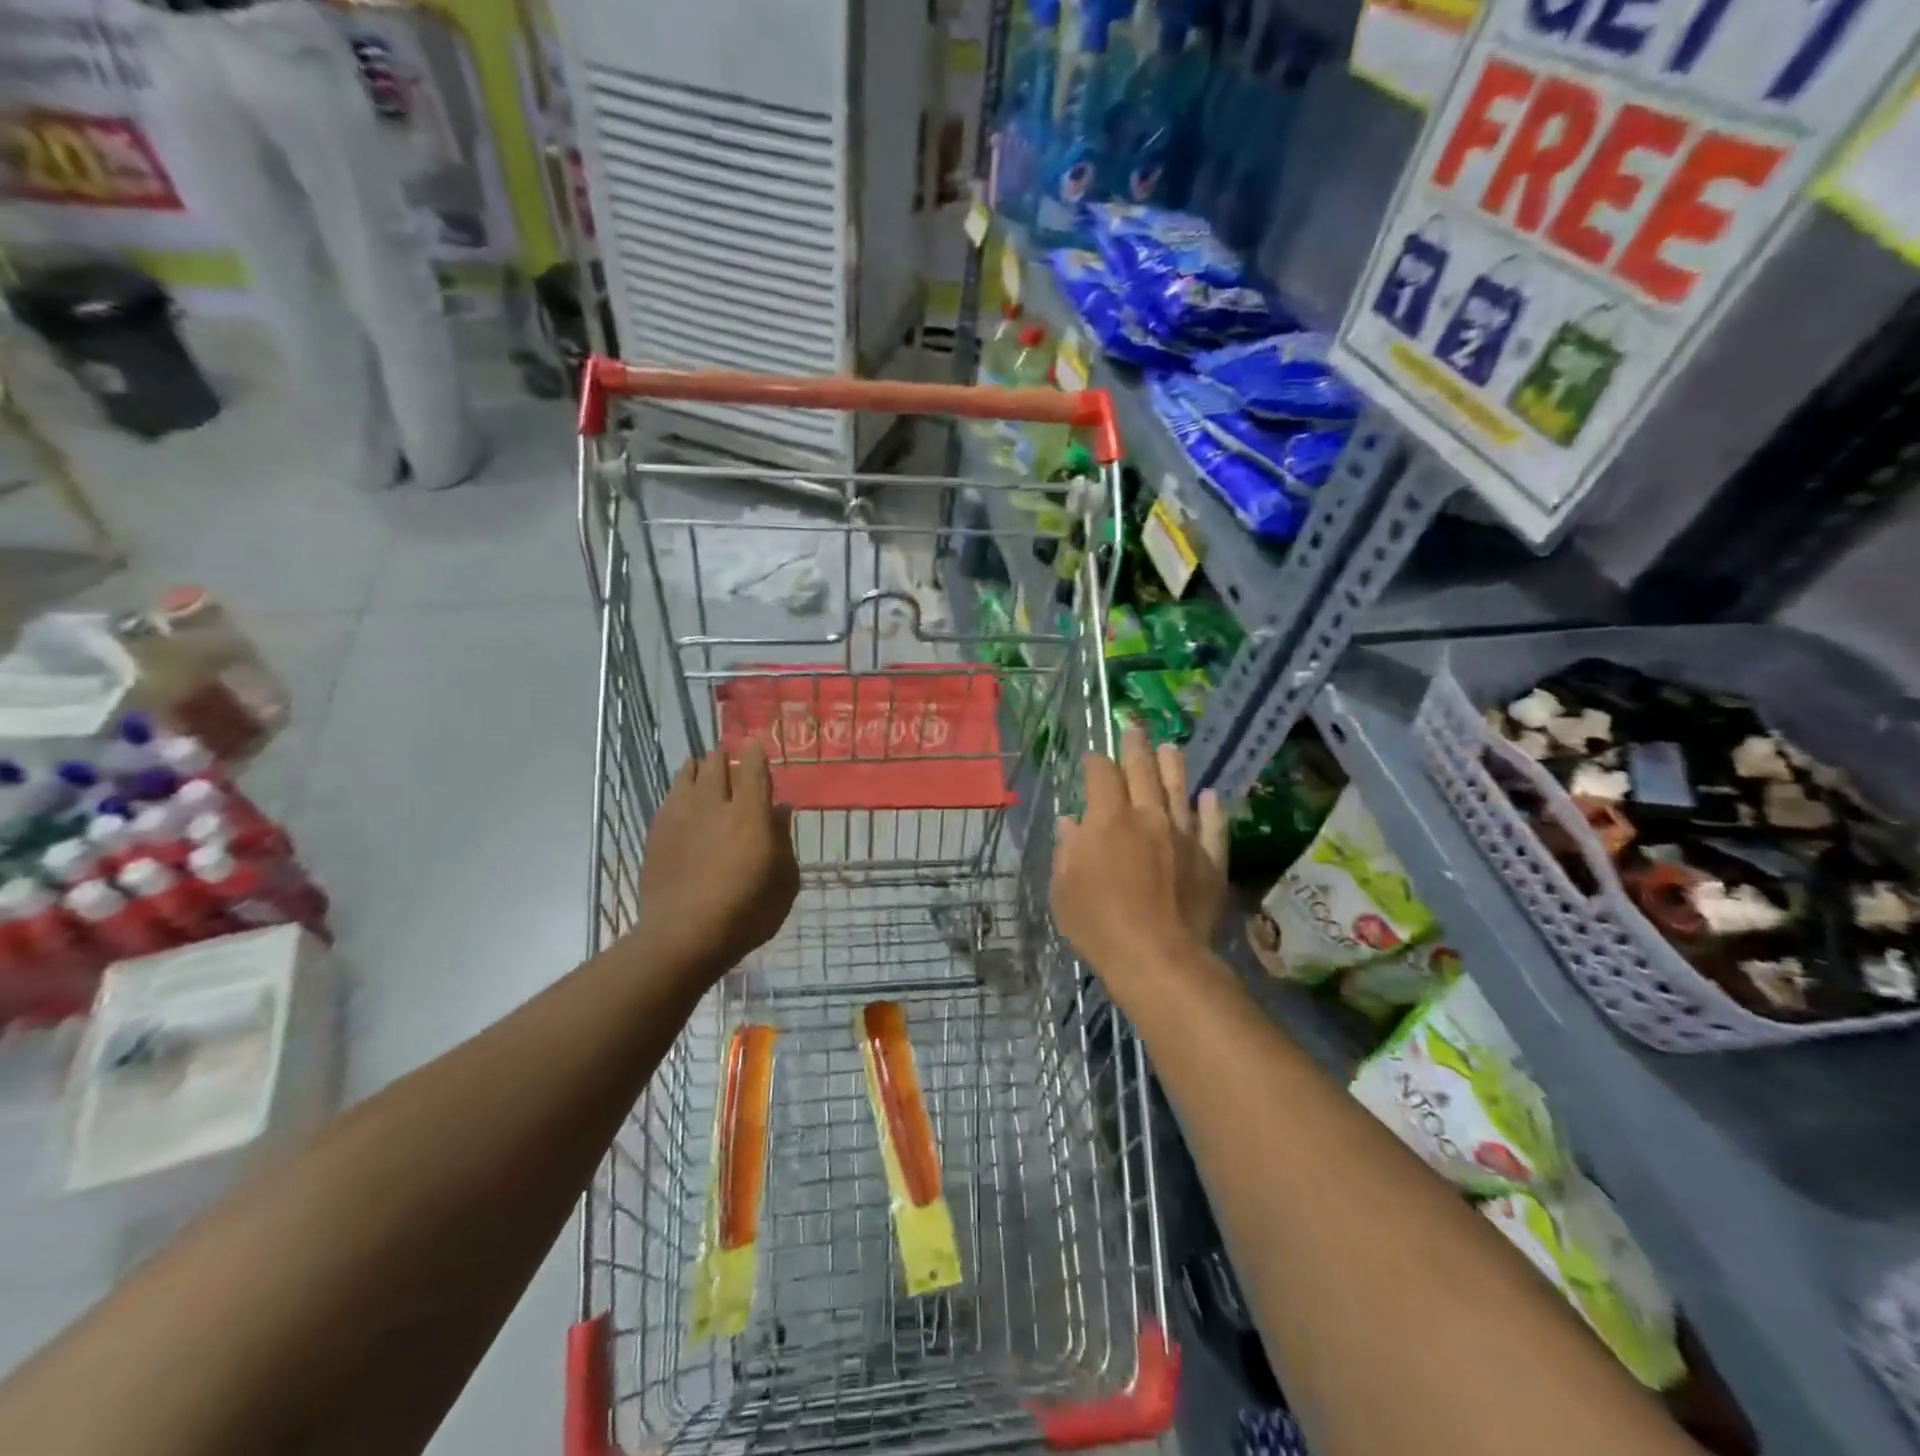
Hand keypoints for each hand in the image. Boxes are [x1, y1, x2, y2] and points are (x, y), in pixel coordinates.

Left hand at [636, 742, 799, 982]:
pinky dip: (679, 791)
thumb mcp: (784, 882)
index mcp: (750, 814)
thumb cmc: (747, 912)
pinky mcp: (657, 834)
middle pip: (717, 765)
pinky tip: (681, 798)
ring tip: (702, 767)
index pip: (753, 769)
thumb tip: (780, 810)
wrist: (683, 936)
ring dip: (699, 768)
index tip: (755, 742)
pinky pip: (669, 799)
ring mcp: (681, 817)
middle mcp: (715, 806)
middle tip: (729, 754)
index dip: (755, 752)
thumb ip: (783, 841)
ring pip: (687, 776)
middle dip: (725, 755)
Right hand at [1051, 726, 1228, 1009]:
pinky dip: (1212, 809)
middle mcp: (1148, 817)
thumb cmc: (1099, 924)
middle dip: (1136, 748)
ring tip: (1171, 747)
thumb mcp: (1064, 889)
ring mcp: (1183, 836)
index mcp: (1108, 820)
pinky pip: (1213, 827)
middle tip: (1136, 729)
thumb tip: (1071, 823)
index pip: (1101, 776)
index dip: (1096, 763)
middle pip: (1142, 772)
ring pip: (1179, 790)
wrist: (1159, 958)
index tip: (1094, 758)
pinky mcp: (1210, 859)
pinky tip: (1211, 796)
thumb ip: (1068, 850)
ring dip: (1174, 766)